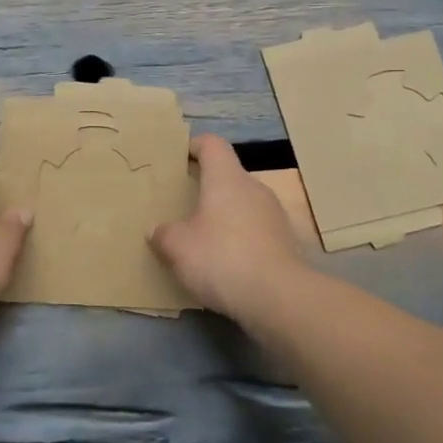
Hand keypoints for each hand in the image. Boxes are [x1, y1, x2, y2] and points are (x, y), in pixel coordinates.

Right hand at [149, 135, 307, 321]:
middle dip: (206, 188)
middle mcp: (254, 188)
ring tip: (202, 238)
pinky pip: (255, 230)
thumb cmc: (221, 258)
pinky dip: (239, 239)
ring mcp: (274, 215)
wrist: (278, 298)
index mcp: (226, 179)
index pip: (212, 145)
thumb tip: (157, 230)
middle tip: (183, 205)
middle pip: (228, 176)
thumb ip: (163, 234)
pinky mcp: (285, 242)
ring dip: (224, 216)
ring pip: (243, 204)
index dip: (194, 146)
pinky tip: (225, 263)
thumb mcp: (177, 247)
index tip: (178, 159)